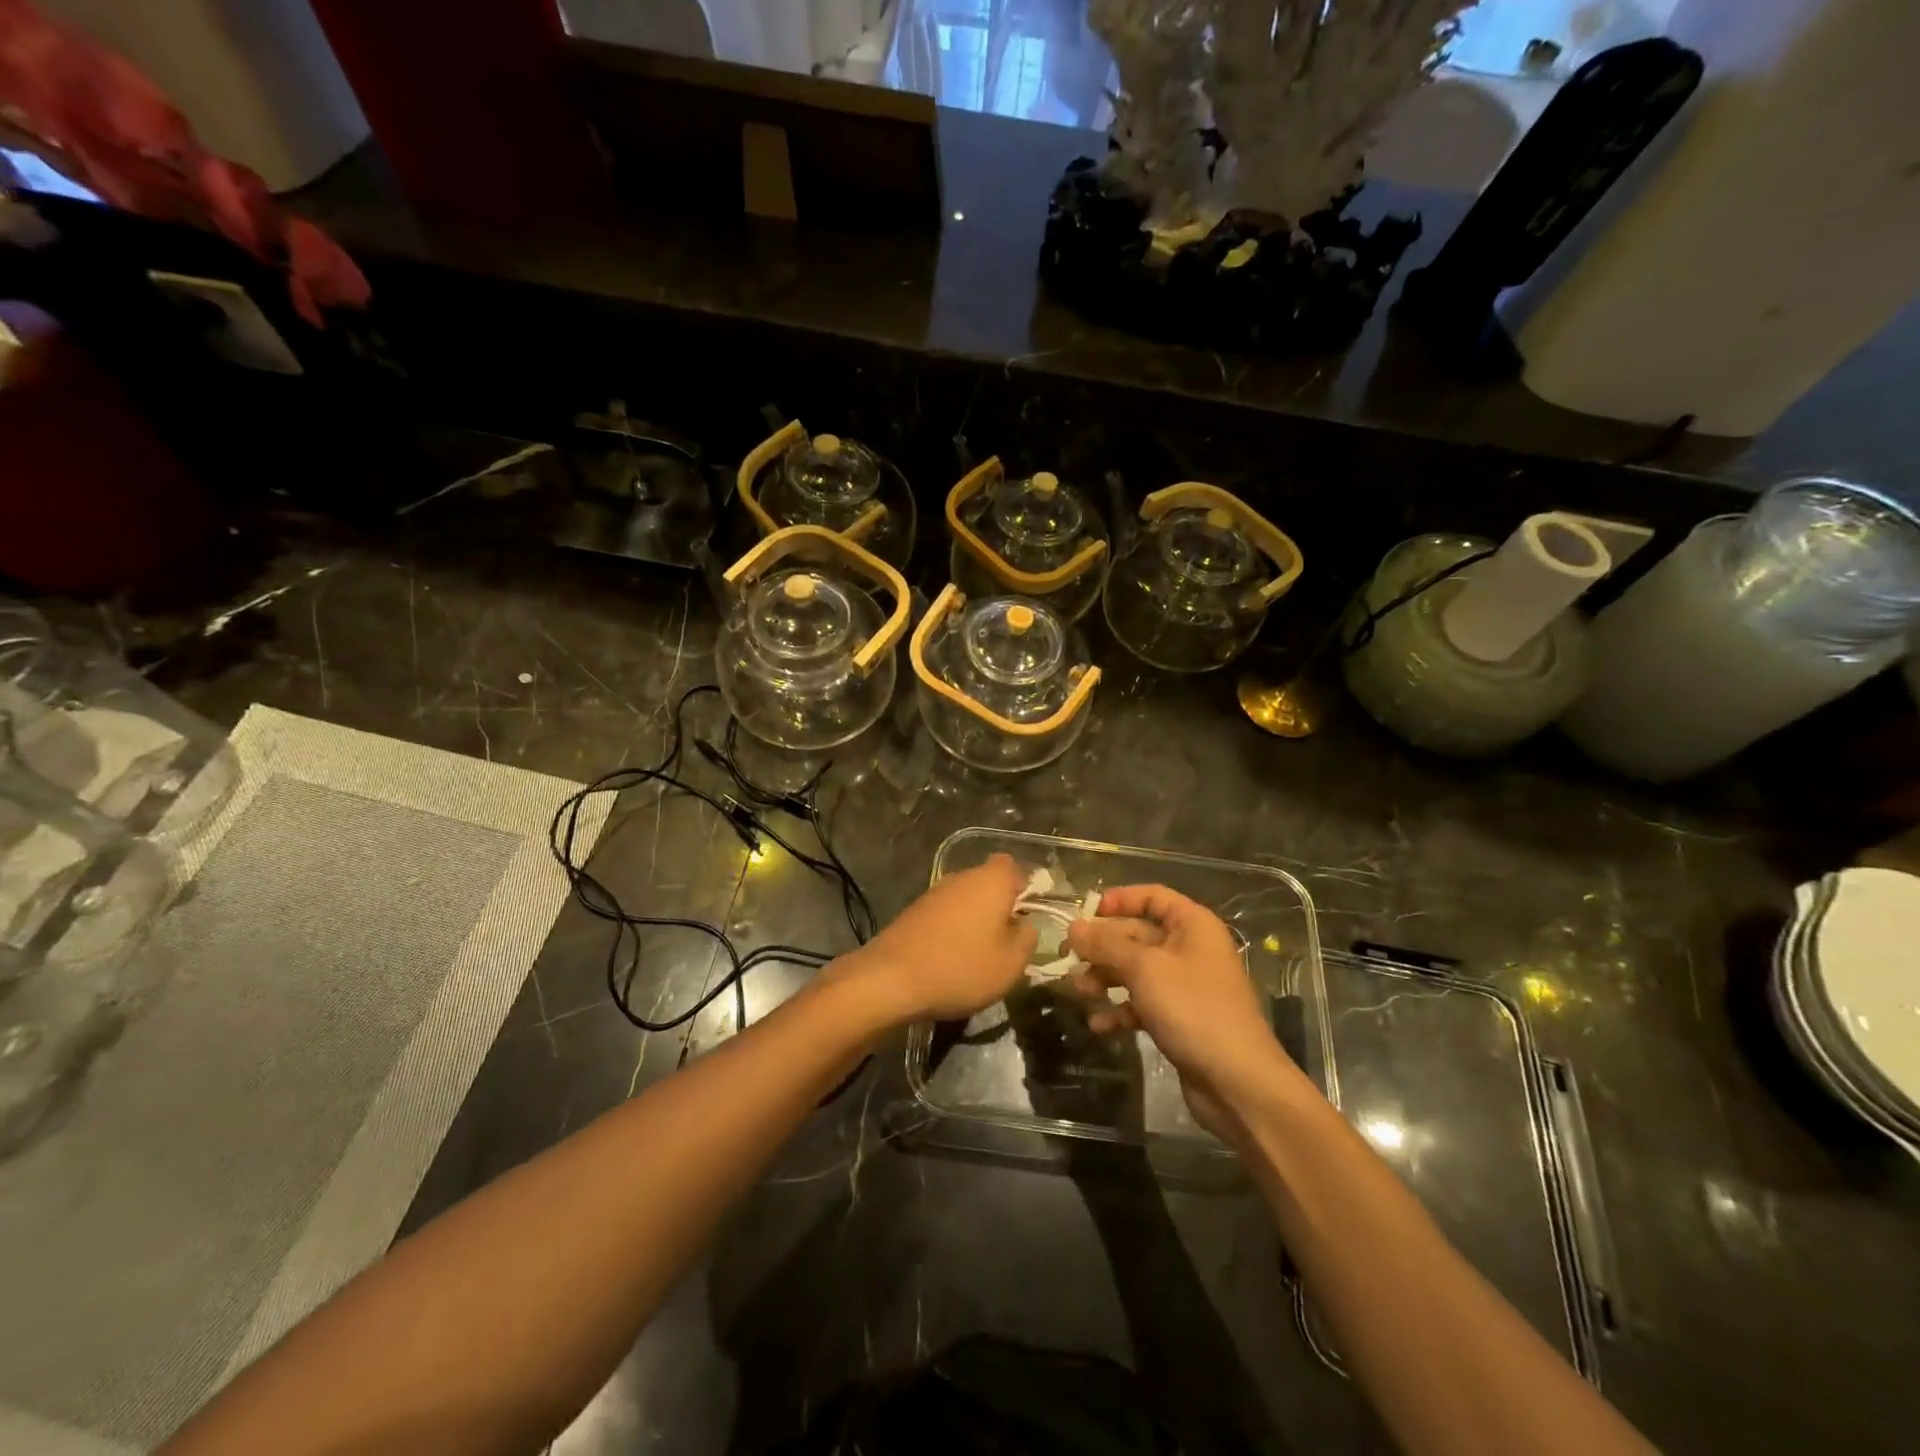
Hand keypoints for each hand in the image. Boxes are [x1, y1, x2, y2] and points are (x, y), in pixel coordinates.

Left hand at [830, 854, 1037, 1024]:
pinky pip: (944, 914)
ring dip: (974, 919)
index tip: (1027, 916)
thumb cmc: (962, 967)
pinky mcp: (913, 910)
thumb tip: (1025, 924)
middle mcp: (962, 876)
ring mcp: (934, 892)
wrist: (891, 978)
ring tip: (979, 954)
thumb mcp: (1011, 963)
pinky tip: (951, 958)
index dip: (1024, 888)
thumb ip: (1027, 938)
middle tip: (1006, 940)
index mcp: (991, 880)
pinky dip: (951, 930)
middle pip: (988, 882)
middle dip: (999, 906)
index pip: (1014, 867)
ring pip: (965, 899)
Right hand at [1065, 885, 1293, 1129]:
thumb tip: (1073, 928)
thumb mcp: (1144, 969)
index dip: (1119, 900)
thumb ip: (1105, 945)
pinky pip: (1143, 1003)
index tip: (1086, 913)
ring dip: (1106, 978)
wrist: (1237, 1081)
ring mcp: (1186, 986)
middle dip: (1102, 946)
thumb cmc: (1193, 1009)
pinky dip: (1120, 1010)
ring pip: (1136, 971)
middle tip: (1067, 956)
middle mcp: (1190, 949)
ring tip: (1079, 991)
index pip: (1152, 896)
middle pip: (1138, 934)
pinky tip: (1098, 1025)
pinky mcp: (1179, 1019)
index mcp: (1192, 925)